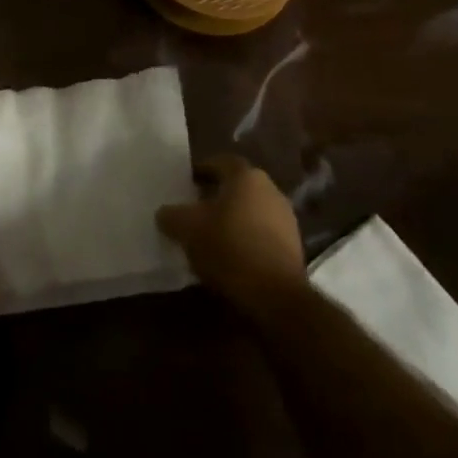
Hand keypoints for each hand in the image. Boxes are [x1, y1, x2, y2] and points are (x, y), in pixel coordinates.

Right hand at [157, 154, 309, 316]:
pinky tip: (229, 256)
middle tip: (194, 208)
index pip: (221, 162)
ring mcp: (286, 219)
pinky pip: (262, 234)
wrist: (275, 294)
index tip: (185, 182)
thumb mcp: (187, 229)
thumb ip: (171, 215)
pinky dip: (245, 238)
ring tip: (209, 235)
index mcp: (246, 177)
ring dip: (231, 219)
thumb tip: (164, 213)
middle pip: (238, 187)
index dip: (201, 170)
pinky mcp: (293, 247)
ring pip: (251, 210)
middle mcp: (271, 190)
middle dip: (216, 196)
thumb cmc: (228, 247)